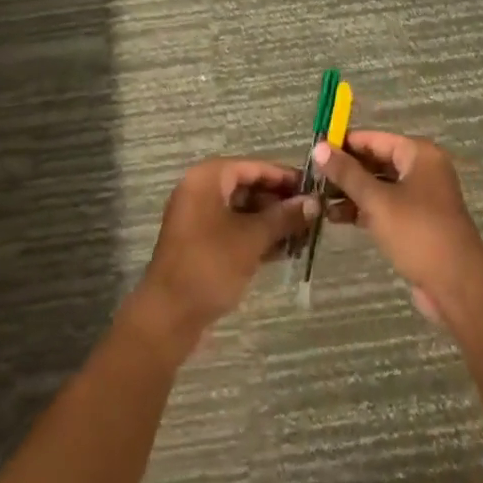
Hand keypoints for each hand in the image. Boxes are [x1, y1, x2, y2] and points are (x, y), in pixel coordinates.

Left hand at [136, 159, 318, 346]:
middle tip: (311, 215)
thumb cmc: (210, 265)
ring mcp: (198, 218)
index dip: (285, 177)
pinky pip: (233, 229)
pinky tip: (283, 251)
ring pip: (242, 211)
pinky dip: (256, 236)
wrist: (167, 316)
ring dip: (271, 222)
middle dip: (279, 202)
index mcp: (208, 178)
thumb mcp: (252, 238)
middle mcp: (201, 190)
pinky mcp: (200, 243)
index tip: (314, 188)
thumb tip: (314, 202)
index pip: (254, 167)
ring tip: (303, 235)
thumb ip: (284, 217)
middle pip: (248, 187)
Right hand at [315, 132, 482, 323]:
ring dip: (352, 192)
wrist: (457, 286)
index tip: (315, 151)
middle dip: (346, 170)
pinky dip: (364, 209)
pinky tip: (337, 217)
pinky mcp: (417, 222)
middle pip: (377, 161)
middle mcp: (422, 169)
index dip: (344, 143)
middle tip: (313, 178)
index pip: (374, 139)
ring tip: (319, 200)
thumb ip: (347, 174)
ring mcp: (421, 197)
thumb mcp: (377, 201)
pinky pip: (385, 206)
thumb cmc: (418, 233)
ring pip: (379, 186)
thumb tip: (319, 147)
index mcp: (419, 154)